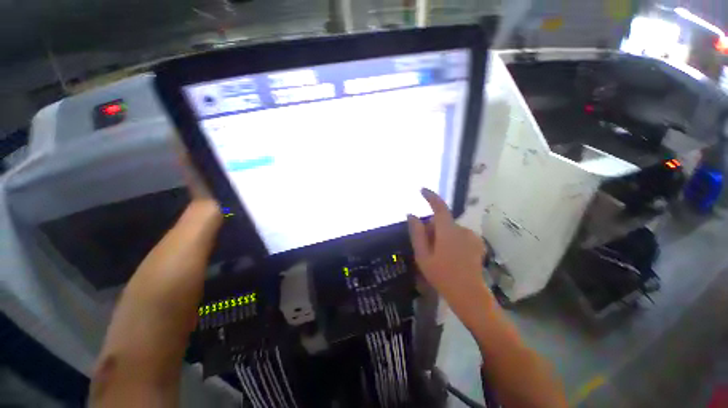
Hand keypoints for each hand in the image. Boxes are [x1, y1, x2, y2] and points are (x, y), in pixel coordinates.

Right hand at [407, 189, 487, 301]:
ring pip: (450, 229)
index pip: (439, 207)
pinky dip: (452, 240)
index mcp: (447, 231)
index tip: (422, 190)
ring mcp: (472, 236)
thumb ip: (417, 233)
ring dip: (441, 236)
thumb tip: (411, 215)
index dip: (430, 196)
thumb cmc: (442, 275)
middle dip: (432, 229)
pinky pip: (459, 235)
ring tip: (438, 255)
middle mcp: (462, 229)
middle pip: (442, 221)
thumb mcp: (423, 255)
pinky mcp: (477, 243)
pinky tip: (452, 257)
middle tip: (426, 247)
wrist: (469, 295)